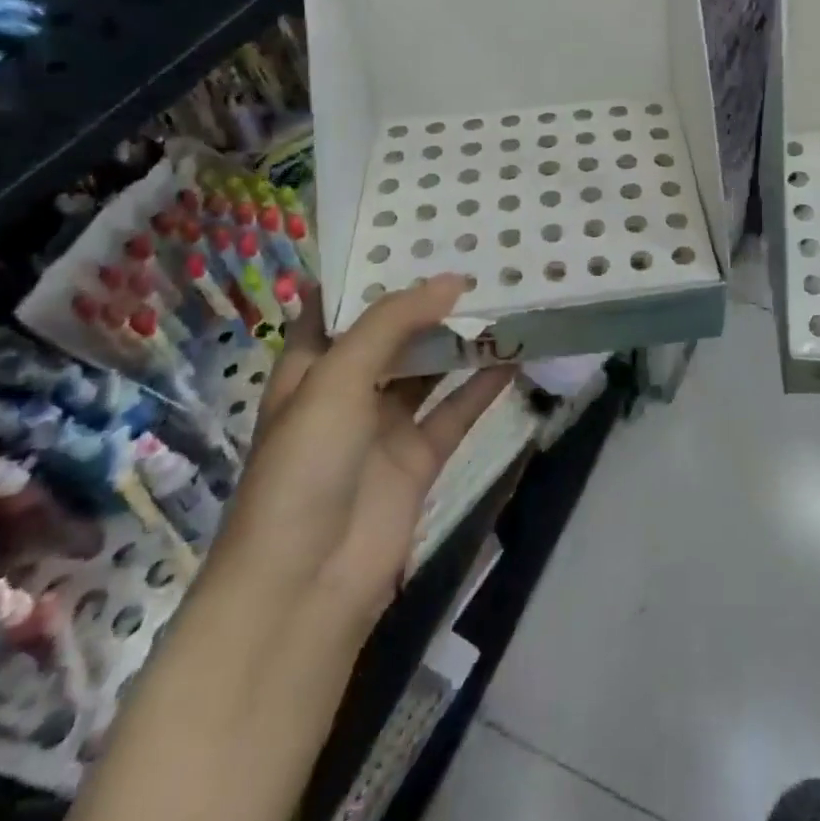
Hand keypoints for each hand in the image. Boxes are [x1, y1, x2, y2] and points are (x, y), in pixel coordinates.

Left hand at [211, 275, 510, 631]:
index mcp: (310, 368)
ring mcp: (384, 426)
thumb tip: (452, 280)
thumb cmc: (303, 468)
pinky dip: (483, 385)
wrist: (305, 586)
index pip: (340, 306)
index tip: (417, 234)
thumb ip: (393, 324)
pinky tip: (515, 355)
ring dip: (460, 340)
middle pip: (393, 334)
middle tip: (477, 258)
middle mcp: (346, 391)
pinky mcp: (419, 458)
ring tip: (503, 297)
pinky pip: (456, 409)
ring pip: (429, 369)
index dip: (374, 271)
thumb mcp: (336, 380)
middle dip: (428, 301)